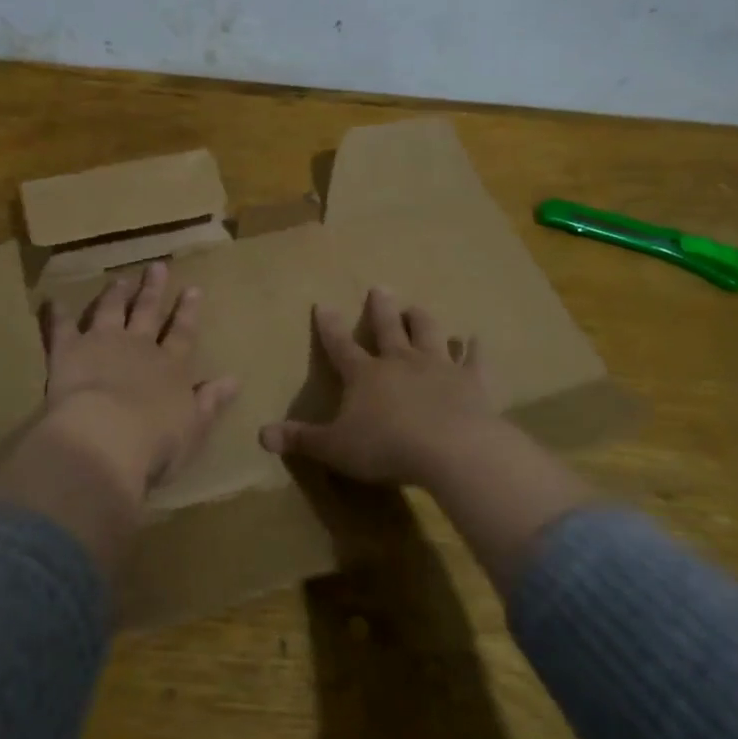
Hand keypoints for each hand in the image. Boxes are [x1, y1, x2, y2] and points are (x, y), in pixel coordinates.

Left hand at [0, 262, 236, 571]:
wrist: (106, 438)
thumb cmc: (155, 443)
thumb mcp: (193, 427)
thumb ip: (210, 402)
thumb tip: (234, 380)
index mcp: (171, 368)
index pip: (183, 334)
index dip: (188, 312)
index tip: (193, 288)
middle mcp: (139, 348)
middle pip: (148, 313)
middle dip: (153, 290)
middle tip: (157, 266)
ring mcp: (103, 344)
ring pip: (110, 311)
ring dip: (115, 294)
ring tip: (119, 279)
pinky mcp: (69, 351)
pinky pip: (61, 328)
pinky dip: (57, 314)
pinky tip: (53, 300)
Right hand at [258, 286, 501, 487]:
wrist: (451, 450)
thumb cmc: (386, 447)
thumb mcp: (334, 448)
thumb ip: (301, 439)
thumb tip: (261, 435)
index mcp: (365, 375)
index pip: (340, 345)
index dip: (330, 326)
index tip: (323, 304)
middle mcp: (400, 361)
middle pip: (388, 328)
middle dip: (381, 308)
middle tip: (380, 288)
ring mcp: (438, 367)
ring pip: (428, 333)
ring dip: (421, 319)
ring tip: (416, 307)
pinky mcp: (471, 381)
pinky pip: (473, 360)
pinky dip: (474, 349)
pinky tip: (477, 339)